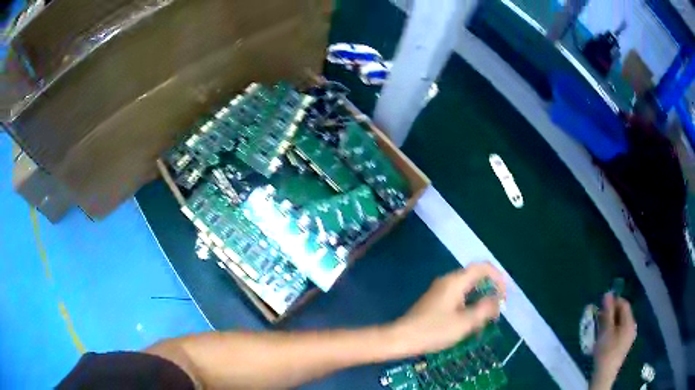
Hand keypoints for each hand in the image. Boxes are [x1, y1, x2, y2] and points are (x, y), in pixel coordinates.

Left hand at [389, 262, 505, 355]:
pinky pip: (458, 297)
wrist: (400, 338)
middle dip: (489, 292)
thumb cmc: (433, 331)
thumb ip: (484, 309)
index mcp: (456, 281)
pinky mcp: (435, 301)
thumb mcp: (464, 323)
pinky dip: (468, 306)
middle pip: (476, 277)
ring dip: (479, 301)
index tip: (503, 297)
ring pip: (467, 289)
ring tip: (484, 320)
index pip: (483, 268)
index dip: (498, 278)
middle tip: (496, 311)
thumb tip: (497, 300)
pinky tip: (469, 323)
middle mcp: (448, 281)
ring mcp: (440, 290)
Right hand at [592, 293, 636, 387]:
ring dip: (610, 322)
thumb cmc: (606, 352)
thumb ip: (607, 312)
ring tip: (599, 328)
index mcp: (630, 322)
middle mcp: (632, 327)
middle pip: (623, 314)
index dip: (614, 301)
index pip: (624, 304)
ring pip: (620, 323)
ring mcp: (629, 337)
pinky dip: (612, 330)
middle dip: (611, 313)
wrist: (604, 375)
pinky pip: (619, 331)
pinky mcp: (624, 344)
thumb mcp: (606, 331)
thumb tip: (607, 294)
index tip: (602, 305)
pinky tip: (604, 337)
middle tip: (599, 317)